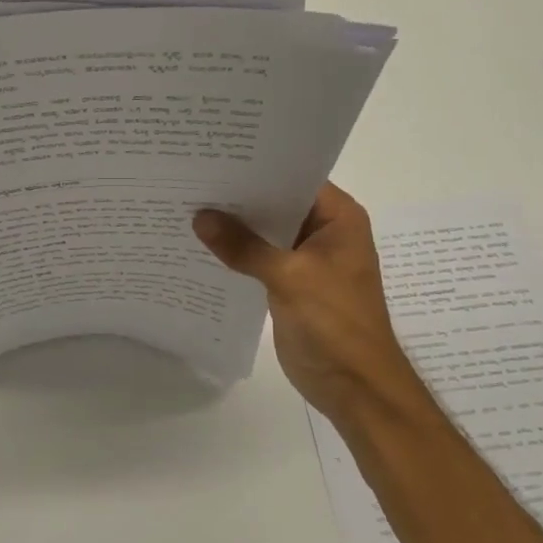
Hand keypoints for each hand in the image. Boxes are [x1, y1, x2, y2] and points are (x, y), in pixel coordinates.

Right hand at [192, 183, 418, 424]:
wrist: (353, 386)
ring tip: (188, 206)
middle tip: (193, 179)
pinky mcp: (291, 284)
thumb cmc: (334, 323)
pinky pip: (259, 259)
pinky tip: (201, 246)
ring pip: (265, 233)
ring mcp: (307, 259)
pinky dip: (237, 254)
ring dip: (235, 227)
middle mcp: (324, 232)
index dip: (258, 167)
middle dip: (239, 197)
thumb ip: (244, 246)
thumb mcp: (289, 277)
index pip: (295, 178)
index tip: (216, 156)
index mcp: (338, 218)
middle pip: (276, 204)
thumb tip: (200, 218)